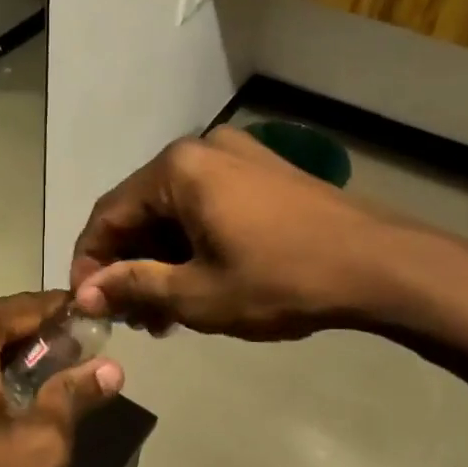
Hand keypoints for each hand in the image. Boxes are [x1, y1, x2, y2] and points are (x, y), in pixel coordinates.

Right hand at [70, 126, 443, 340]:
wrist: (382, 265)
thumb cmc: (282, 279)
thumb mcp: (198, 294)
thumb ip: (134, 286)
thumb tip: (85, 293)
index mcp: (177, 169)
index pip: (108, 214)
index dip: (90, 262)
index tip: (86, 305)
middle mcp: (201, 149)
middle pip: (142, 210)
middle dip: (130, 265)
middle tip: (132, 317)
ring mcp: (237, 156)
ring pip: (176, 210)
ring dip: (162, 259)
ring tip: (166, 313)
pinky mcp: (264, 171)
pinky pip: (208, 205)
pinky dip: (194, 243)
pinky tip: (199, 283)